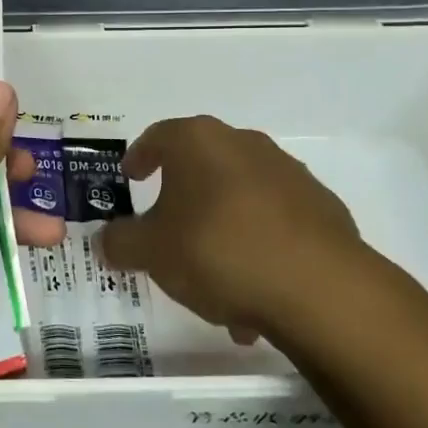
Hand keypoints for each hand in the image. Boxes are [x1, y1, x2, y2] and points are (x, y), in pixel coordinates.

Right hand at [99, 116, 380, 344]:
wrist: (318, 288)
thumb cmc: (217, 250)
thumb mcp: (151, 251)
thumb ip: (120, 242)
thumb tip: (106, 240)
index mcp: (198, 141)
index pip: (158, 136)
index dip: (140, 156)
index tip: (130, 177)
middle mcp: (244, 144)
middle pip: (202, 165)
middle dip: (183, 196)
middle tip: (167, 228)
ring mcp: (289, 174)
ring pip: (239, 198)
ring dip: (221, 229)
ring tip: (212, 279)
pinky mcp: (322, 208)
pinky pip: (274, 223)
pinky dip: (257, 248)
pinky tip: (252, 291)